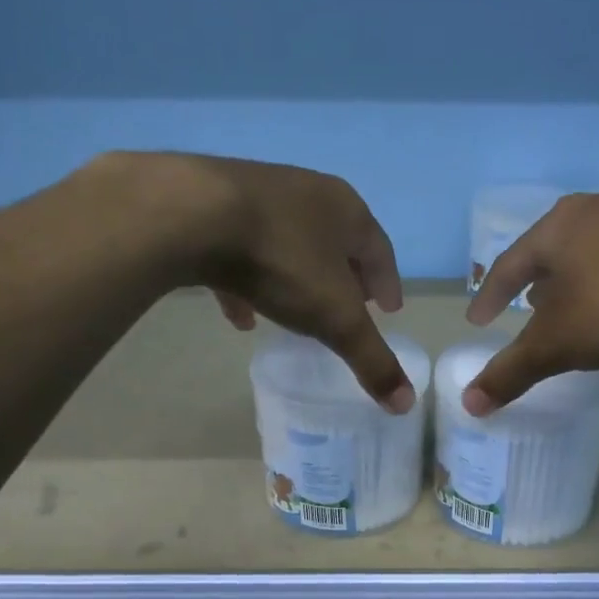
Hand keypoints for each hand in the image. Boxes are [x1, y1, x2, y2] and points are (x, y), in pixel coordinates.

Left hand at [102, 152, 411, 411]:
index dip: (387, 283)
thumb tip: (405, 404)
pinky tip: (241, 317)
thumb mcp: (335, 318)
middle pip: (335, 241)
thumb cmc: (282, 261)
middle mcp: (305, 193)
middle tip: (351, 306)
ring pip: (287, 245)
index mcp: (345, 210)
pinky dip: (248, 285)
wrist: (192, 215)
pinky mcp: (213, 208)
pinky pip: (241, 252)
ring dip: (297, 280)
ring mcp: (257, 197)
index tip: (390, 310)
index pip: (379, 250)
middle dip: (345, 277)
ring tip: (298, 315)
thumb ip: (370, 359)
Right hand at [461, 187, 598, 413]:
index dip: (490, 296)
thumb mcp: (557, 346)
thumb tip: (468, 405)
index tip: (478, 320)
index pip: (509, 264)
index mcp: (560, 227)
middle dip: (544, 290)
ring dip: (592, 293)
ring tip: (592, 328)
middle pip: (560, 254)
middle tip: (534, 316)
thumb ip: (511, 373)